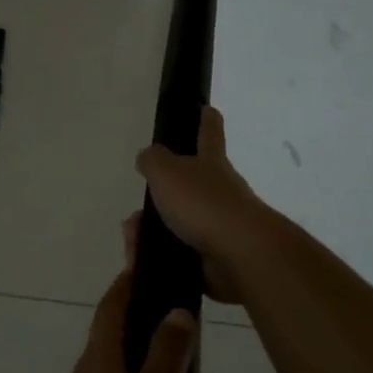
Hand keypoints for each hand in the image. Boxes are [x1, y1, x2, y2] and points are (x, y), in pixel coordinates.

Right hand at [134, 107, 269, 303]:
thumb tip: (148, 157)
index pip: (209, 133)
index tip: (207, 109)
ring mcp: (219, 227)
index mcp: (211, 164)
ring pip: (176, 226)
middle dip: (158, 202)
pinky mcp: (214, 259)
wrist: (238, 255)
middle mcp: (219, 192)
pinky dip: (158, 260)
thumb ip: (153, 161)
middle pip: (184, 189)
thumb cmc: (203, 204)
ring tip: (133, 246)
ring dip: (150, 234)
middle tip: (134, 220)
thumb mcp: (167, 172)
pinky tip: (142, 264)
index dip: (206, 119)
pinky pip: (179, 256)